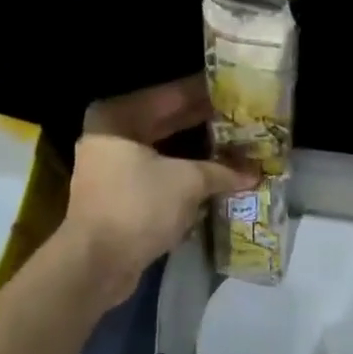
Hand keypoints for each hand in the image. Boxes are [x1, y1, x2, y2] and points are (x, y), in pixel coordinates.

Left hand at [62, 76, 252, 305]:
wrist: (97, 263)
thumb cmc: (139, 207)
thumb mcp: (188, 182)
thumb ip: (222, 170)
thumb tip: (254, 172)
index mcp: (118, 116)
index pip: (171, 94)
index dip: (207, 93)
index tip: (237, 90)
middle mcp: (111, 134)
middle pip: (167, 121)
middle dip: (206, 122)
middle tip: (243, 118)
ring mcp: (112, 165)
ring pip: (165, 149)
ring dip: (198, 152)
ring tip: (237, 145)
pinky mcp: (120, 194)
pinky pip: (160, 173)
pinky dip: (185, 174)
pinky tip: (217, 174)